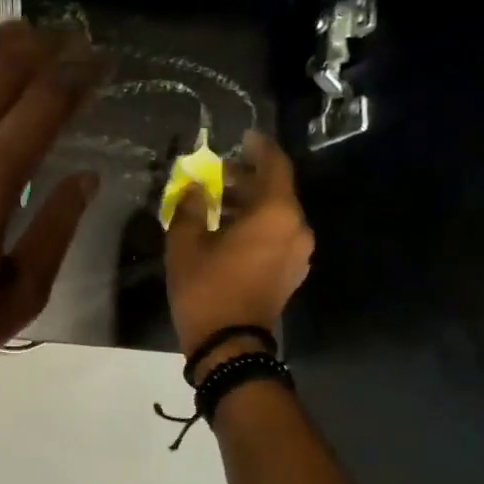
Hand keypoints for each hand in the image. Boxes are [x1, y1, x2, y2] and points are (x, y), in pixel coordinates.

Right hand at [165, 130, 312, 372]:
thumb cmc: (206, 288)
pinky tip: (227, 230)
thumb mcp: (185, 243)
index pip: (274, 166)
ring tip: (215, 203)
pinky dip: (255, 225)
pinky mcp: (291, 271)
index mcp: (275, 214)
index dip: (258, 148)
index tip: (242, 137)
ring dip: (249, 203)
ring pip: (276, 214)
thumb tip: (193, 189)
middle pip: (275, 190)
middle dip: (246, 178)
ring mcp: (297, 252)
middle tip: (215, 174)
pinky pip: (276, 235)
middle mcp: (296, 228)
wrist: (229, 345)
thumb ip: (190, 207)